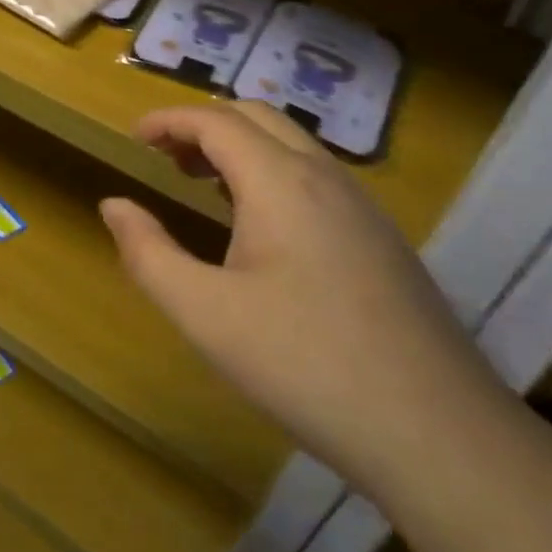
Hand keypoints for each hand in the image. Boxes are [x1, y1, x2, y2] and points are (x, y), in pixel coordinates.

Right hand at [100, 102, 508, 493]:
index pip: (216, 121)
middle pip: (258, 118)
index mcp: (280, 181)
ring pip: (293, 146)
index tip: (135, 138)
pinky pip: (317, 178)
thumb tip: (114, 205)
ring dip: (241, 147)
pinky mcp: (382, 239)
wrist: (437, 433)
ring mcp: (363, 207)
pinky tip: (261, 227)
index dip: (170, 120)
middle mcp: (325, 177)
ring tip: (203, 184)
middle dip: (204, 126)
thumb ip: (148, 253)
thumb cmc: (303, 364)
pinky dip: (273, 173)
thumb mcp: (203, 314)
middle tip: (165, 158)